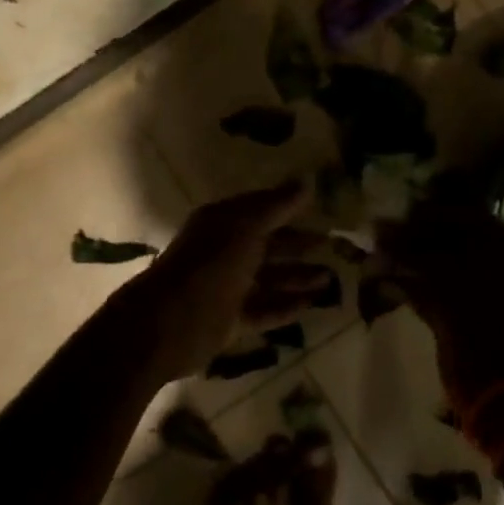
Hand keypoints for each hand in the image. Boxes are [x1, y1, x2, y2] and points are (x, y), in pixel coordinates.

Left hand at [120, 183, 333, 379]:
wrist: (169, 323)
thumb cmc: (210, 265)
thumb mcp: (246, 227)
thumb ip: (277, 206)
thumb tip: (307, 182)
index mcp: (224, 223)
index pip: (261, 210)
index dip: (289, 208)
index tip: (321, 209)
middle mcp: (225, 252)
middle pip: (268, 245)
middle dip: (299, 245)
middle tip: (334, 246)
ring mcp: (227, 287)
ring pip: (269, 279)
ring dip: (298, 277)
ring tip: (331, 277)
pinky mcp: (230, 320)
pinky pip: (265, 309)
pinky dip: (287, 306)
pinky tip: (313, 304)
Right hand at [380, 201, 503, 407]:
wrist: (498, 384)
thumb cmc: (477, 316)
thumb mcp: (442, 275)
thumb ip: (409, 250)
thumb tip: (379, 229)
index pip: (465, 217)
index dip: (429, 214)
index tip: (398, 214)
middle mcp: (502, 267)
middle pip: (453, 243)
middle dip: (416, 239)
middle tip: (383, 236)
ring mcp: (487, 296)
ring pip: (443, 269)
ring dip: (411, 263)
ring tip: (378, 257)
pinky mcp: (470, 320)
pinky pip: (440, 294)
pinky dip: (415, 288)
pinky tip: (386, 281)